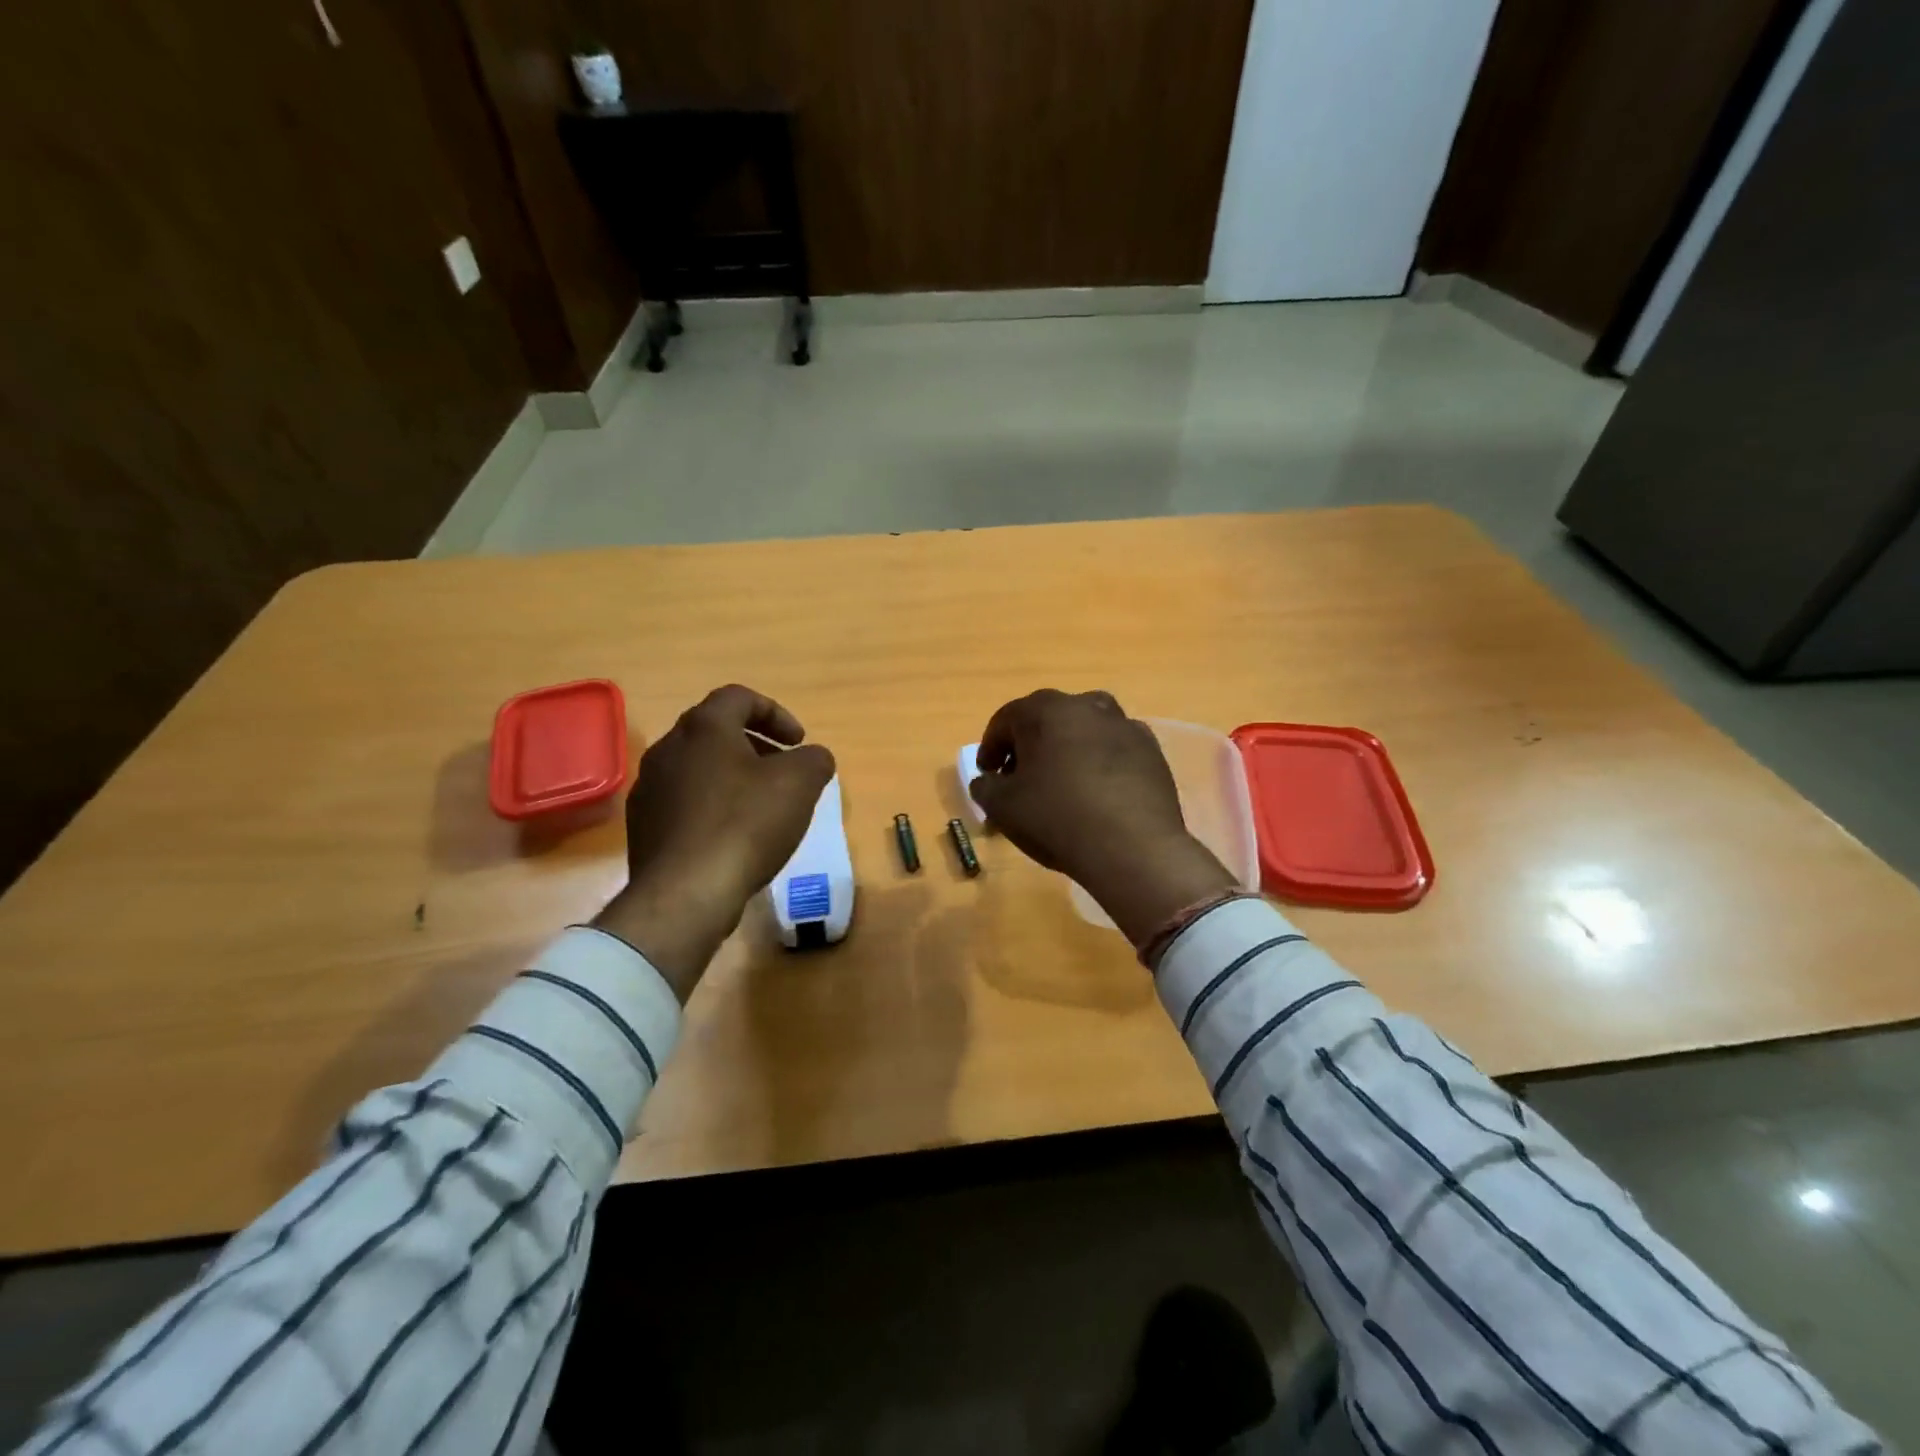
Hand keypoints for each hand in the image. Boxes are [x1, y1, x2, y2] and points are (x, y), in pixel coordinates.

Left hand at [595, 685, 834, 998]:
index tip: (798, 742)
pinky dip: (712, 806)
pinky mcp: (643, 826)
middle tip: (783, 771)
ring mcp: (649, 788)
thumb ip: (814, 759)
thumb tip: (813, 758)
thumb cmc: (746, 824)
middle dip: (755, 746)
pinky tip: (732, 837)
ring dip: (732, 777)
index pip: (739, 697)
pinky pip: (684, 802)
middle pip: (716, 732)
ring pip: (698, 768)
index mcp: (704, 728)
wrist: (685, 893)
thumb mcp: (800, 784)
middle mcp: (668, 748)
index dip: (776, 713)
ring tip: (761, 806)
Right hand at [968, 689, 1236, 948]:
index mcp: (1044, 710)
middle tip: (1020, 777)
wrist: (1132, 846)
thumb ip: (986, 787)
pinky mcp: (1151, 750)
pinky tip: (1097, 793)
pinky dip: (1100, 763)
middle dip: (1030, 745)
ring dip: (1067, 749)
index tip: (987, 772)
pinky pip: (1114, 750)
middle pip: (1047, 719)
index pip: (1006, 720)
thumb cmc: (1056, 818)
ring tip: (1061, 783)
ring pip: (1084, 730)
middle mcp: (1085, 705)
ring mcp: (1124, 725)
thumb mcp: (1002, 807)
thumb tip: (987, 780)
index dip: (991, 747)